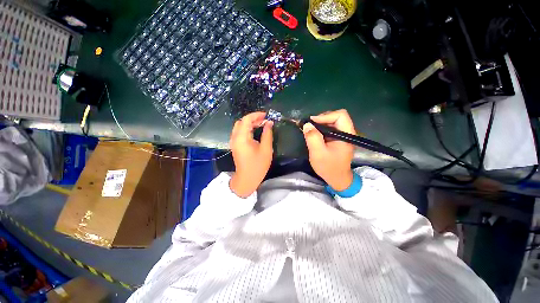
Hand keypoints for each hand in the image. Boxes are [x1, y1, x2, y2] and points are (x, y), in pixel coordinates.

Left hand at [229, 112, 273, 197]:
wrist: (247, 179)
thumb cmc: (258, 165)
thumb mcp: (266, 149)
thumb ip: (267, 134)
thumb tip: (269, 123)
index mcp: (242, 138)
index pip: (246, 120)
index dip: (256, 115)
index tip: (266, 115)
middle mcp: (235, 138)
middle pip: (241, 122)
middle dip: (253, 118)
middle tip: (265, 120)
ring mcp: (234, 141)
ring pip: (240, 126)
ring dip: (250, 123)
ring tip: (262, 124)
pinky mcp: (235, 145)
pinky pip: (239, 132)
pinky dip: (247, 128)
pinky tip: (255, 130)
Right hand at [303, 109, 355, 190]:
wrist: (337, 179)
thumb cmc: (329, 167)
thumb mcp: (318, 153)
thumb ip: (313, 138)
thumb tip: (307, 124)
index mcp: (346, 134)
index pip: (340, 115)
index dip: (326, 116)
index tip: (312, 123)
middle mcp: (347, 132)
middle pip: (336, 116)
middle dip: (322, 119)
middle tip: (310, 126)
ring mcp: (343, 135)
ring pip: (333, 121)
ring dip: (321, 123)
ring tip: (310, 129)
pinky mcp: (338, 139)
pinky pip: (330, 128)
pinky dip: (321, 128)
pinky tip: (315, 134)